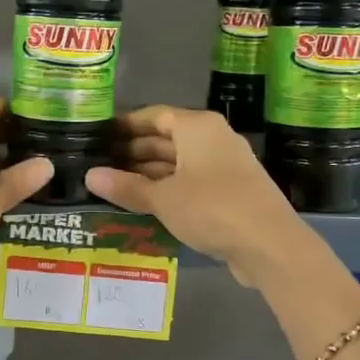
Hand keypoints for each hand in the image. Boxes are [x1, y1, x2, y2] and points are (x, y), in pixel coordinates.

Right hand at [85, 106, 309, 284]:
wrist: (270, 244)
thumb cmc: (212, 208)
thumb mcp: (162, 198)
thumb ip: (126, 186)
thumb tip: (89, 176)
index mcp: (197, 127)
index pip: (154, 115)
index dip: (126, 125)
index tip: (100, 136)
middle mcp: (214, 138)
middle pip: (167, 138)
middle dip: (135, 151)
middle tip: (102, 163)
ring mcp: (226, 164)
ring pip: (180, 161)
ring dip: (151, 172)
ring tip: (117, 185)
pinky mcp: (233, 190)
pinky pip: (193, 180)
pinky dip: (170, 187)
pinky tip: (148, 203)